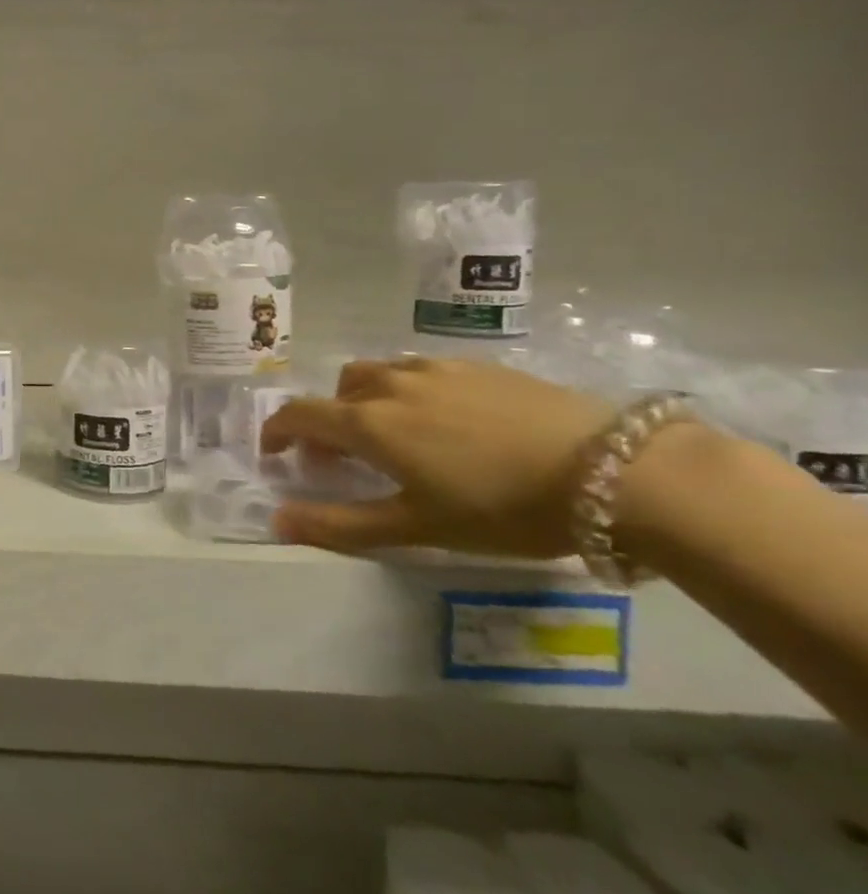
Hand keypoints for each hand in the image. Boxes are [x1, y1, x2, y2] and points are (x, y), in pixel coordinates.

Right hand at [259, 357, 614, 557]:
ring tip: (394, 434)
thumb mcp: (418, 527)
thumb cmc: (503, 507)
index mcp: (368, 421)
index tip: (276, 453)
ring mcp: (437, 369)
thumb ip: (340, 524)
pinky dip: (409, 391)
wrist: (616, 471)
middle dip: (327, 420)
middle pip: (336, 391)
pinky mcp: (480, 366)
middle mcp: (391, 384)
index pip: (299, 414)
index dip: (277, 432)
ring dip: (366, 400)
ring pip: (378, 374)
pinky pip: (422, 370)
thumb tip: (276, 521)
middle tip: (343, 457)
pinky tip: (447, 421)